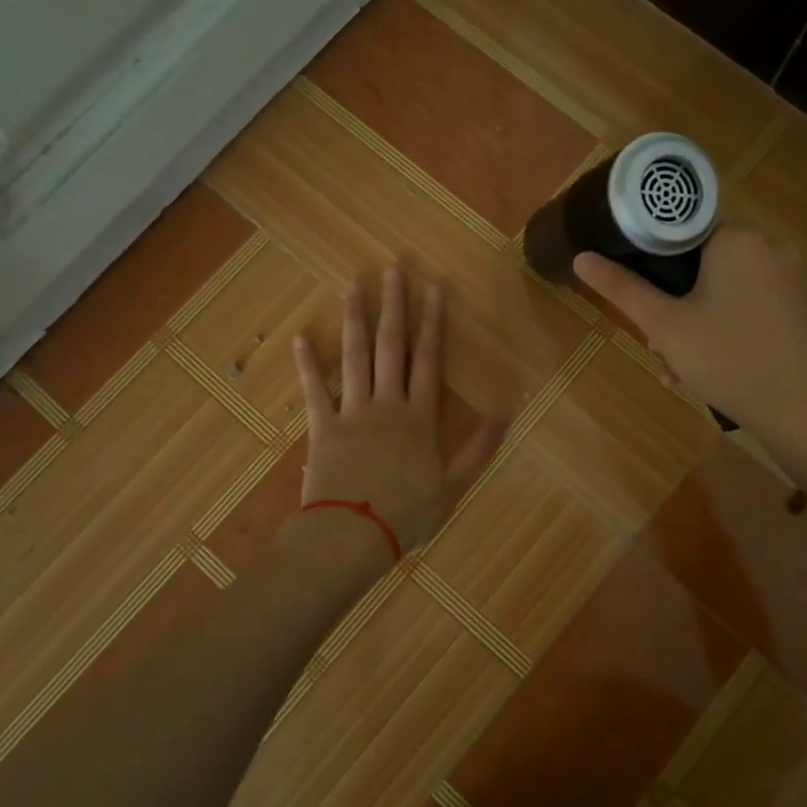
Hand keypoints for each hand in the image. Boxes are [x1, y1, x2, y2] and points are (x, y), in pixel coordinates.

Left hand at [293, 266, 503, 555]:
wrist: (351, 536)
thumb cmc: (406, 514)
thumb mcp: (454, 485)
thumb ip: (479, 447)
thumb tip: (506, 411)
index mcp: (419, 417)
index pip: (429, 360)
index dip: (432, 323)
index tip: (433, 289)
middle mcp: (387, 404)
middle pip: (392, 348)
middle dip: (394, 307)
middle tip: (392, 270)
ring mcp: (352, 412)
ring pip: (354, 358)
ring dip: (355, 321)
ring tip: (353, 288)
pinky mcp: (322, 427)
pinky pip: (314, 390)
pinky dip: (307, 364)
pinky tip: (300, 337)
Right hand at [573, 228, 806, 441]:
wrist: (800, 411)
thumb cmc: (727, 358)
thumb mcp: (664, 325)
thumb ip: (622, 288)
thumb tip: (581, 258)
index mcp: (736, 238)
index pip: (677, 231)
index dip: (649, 264)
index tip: (639, 301)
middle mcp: (766, 246)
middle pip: (697, 264)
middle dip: (670, 305)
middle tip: (655, 344)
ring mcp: (785, 278)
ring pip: (718, 289)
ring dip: (690, 323)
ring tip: (675, 367)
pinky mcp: (794, 306)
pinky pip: (742, 305)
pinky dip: (719, 328)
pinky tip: (704, 367)